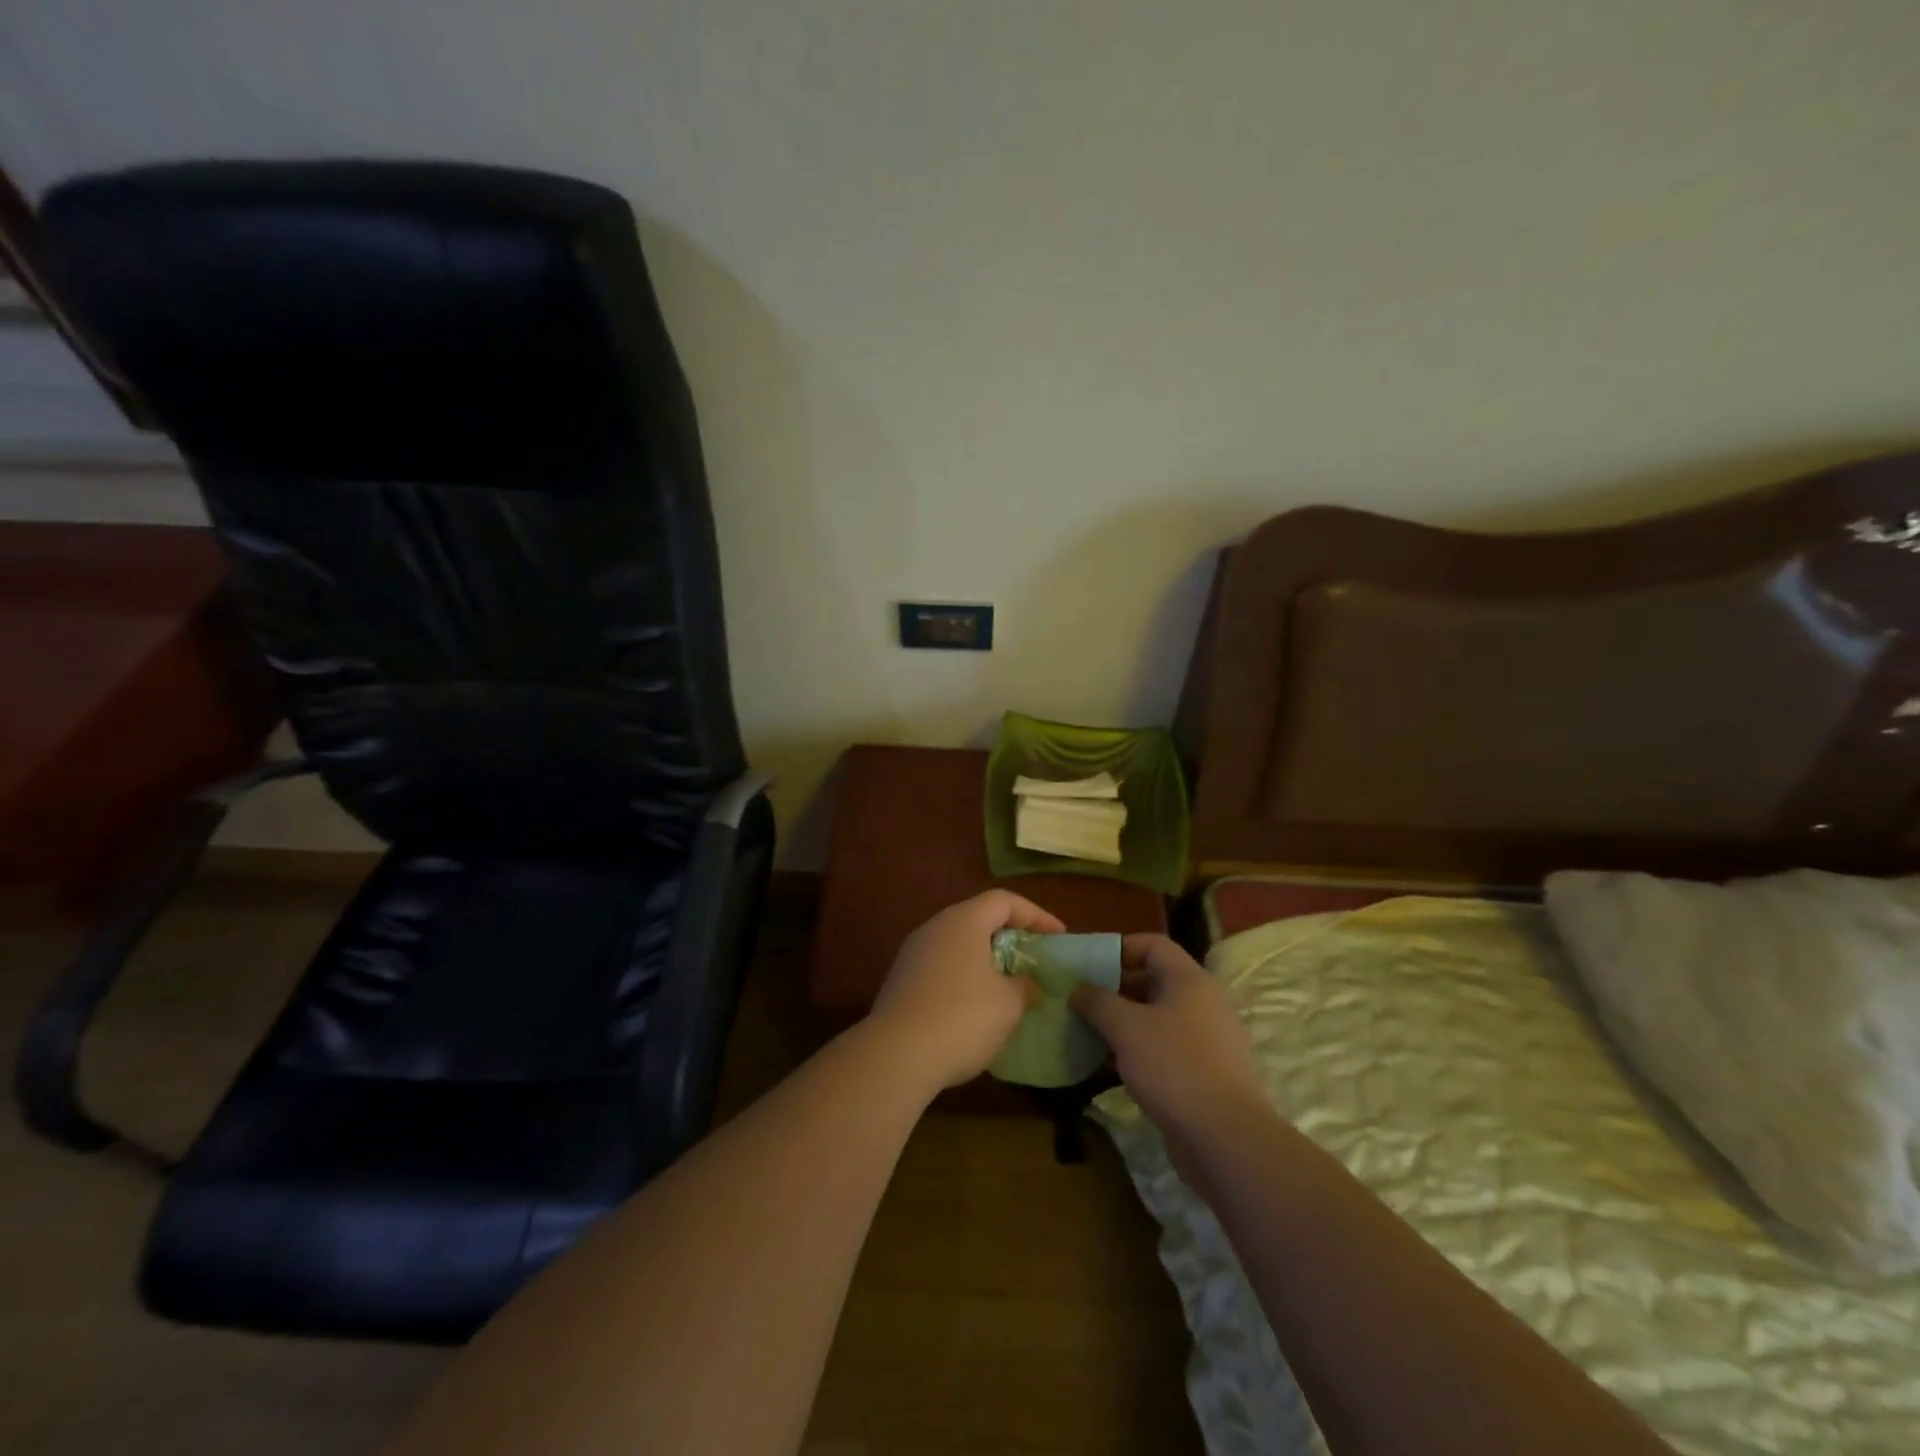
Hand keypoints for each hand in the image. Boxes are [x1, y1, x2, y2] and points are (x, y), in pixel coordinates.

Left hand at [867, 891, 1063, 1090]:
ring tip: (1008, 983)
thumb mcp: (1008, 1004)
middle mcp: (935, 927)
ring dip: (985, 959)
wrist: (896, 1054)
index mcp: (963, 921)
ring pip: (958, 944)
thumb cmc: (962, 1017)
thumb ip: (1024, 986)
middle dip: (1009, 935)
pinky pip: (942, 966)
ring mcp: (913, 953)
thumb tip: (1026, 984)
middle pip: (978, 918)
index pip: (1004, 900)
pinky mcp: (901, 980)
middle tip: (1033, 957)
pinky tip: (976, 1005)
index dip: (1036, 915)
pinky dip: (964, 976)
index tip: (1058, 937)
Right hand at [1070, 933, 1265, 1141]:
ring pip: (1158, 1017)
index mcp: (1190, 979)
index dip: (1118, 948)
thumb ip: (1097, 1001)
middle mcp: (1203, 1001)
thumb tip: (1078, 989)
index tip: (1087, 966)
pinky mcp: (1205, 1072)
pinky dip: (1139, 1049)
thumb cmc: (1173, 1066)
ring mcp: (1207, 1039)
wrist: (1225, 1138)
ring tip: (1090, 1033)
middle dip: (1115, 988)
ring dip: (1124, 1022)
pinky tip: (1112, 1066)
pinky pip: (1166, 1047)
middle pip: (1154, 980)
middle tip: (1082, 1002)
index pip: (1152, 944)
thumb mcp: (1125, 1027)